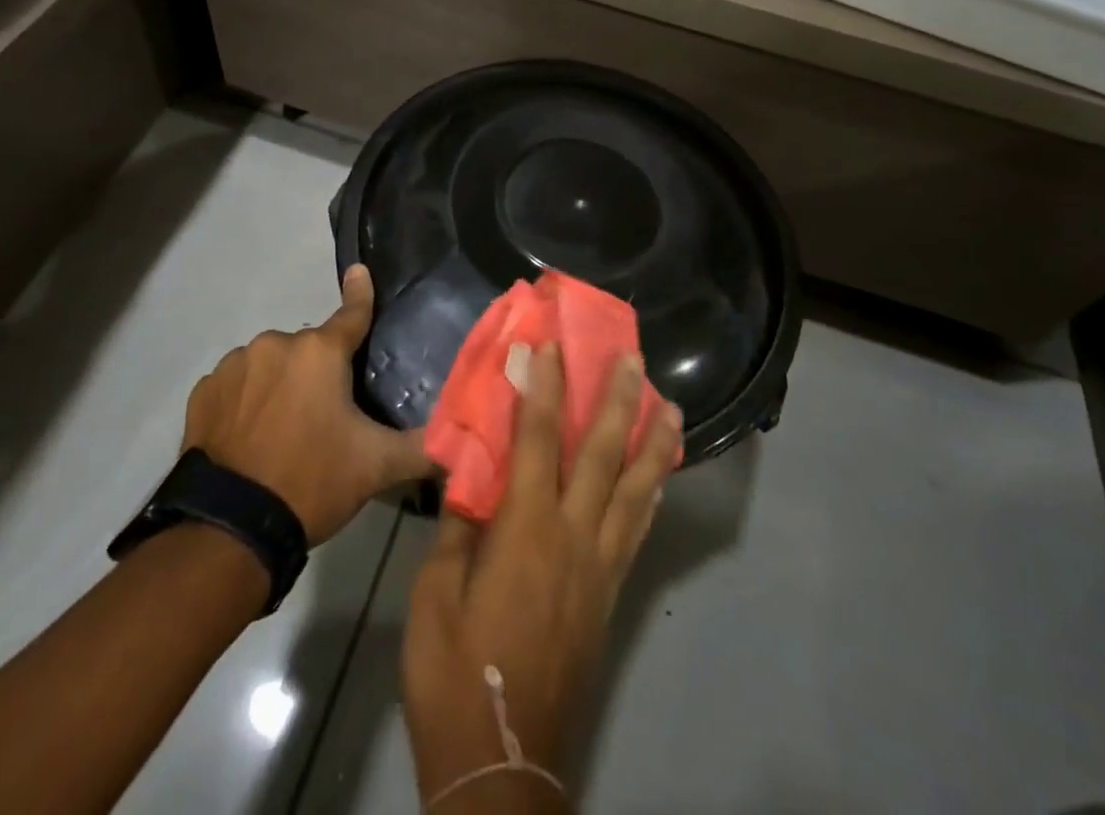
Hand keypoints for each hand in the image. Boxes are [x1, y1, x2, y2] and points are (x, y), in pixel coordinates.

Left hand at [181, 264, 432, 544]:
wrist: (229, 529)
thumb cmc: (311, 482)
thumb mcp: (377, 466)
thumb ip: (423, 446)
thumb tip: (461, 442)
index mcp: (320, 351)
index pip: (352, 313)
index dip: (360, 294)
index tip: (359, 271)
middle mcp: (276, 344)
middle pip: (309, 349)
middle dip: (318, 371)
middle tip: (323, 416)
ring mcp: (235, 365)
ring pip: (270, 364)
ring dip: (280, 384)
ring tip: (281, 432)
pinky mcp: (204, 392)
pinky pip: (236, 384)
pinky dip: (245, 399)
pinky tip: (247, 435)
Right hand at [401, 342, 682, 805]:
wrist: (501, 762)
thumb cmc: (455, 674)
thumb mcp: (434, 596)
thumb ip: (457, 528)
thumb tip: (469, 474)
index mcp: (525, 529)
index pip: (539, 438)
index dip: (545, 386)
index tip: (550, 343)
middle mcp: (573, 536)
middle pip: (603, 454)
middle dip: (618, 399)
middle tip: (634, 357)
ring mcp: (598, 566)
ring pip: (635, 489)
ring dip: (652, 442)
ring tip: (670, 405)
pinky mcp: (609, 594)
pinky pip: (636, 531)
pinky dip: (650, 494)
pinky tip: (659, 477)